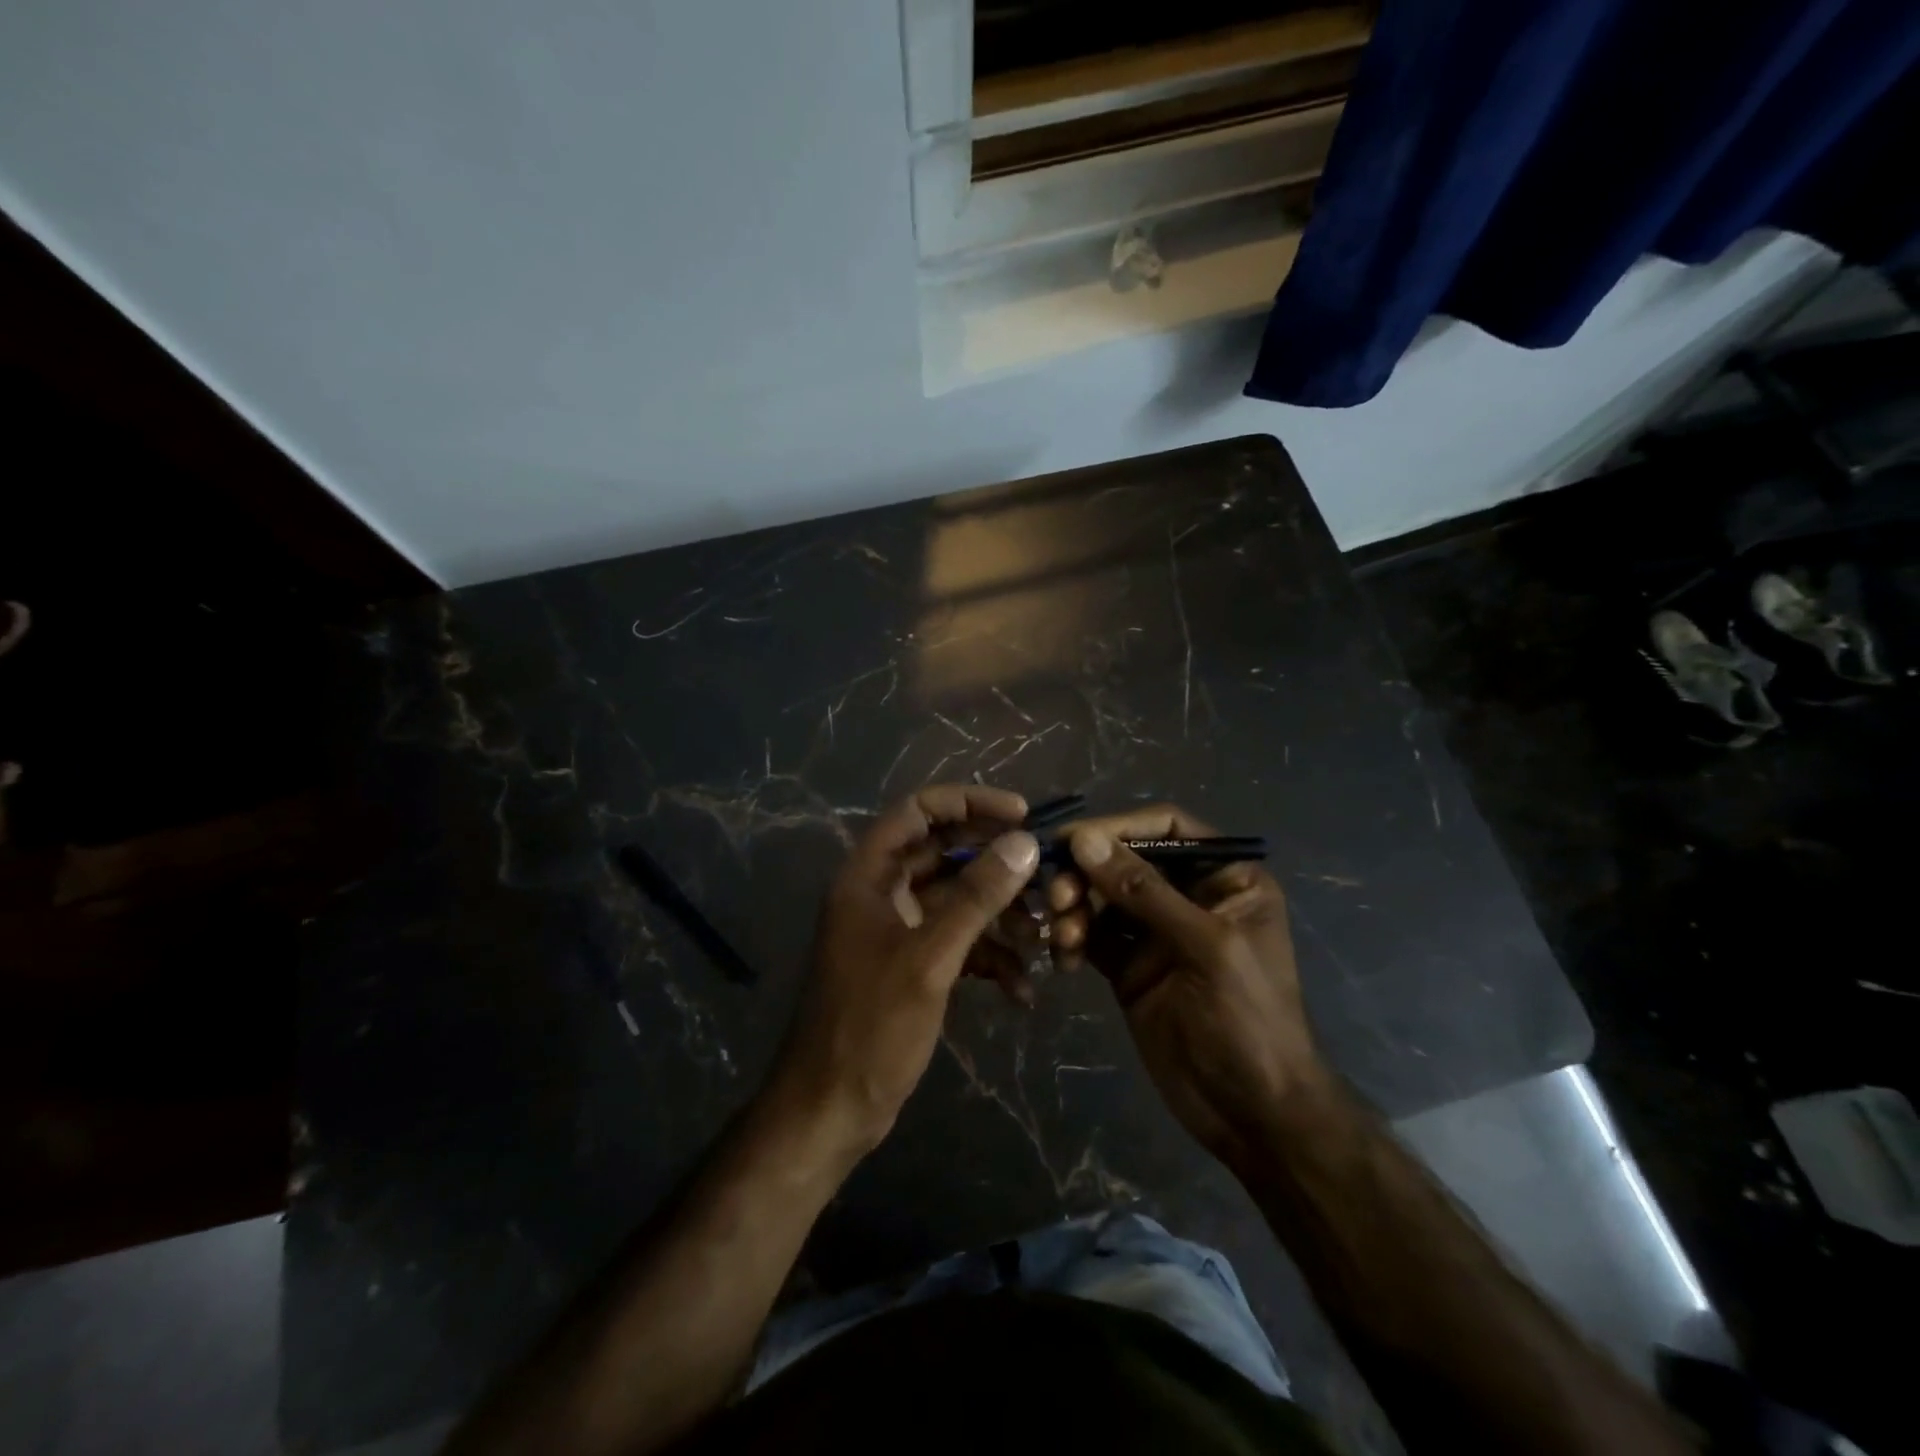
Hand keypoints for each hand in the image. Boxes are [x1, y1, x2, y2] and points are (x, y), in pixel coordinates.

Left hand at [773, 785, 1040, 1151]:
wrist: (831, 1110)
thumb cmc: (871, 1025)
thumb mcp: (930, 957)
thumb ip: (977, 896)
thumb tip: (1023, 842)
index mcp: (869, 875)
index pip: (919, 810)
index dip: (970, 802)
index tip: (1021, 814)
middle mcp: (882, 893)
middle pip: (945, 853)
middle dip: (996, 863)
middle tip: (1045, 871)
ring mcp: (898, 931)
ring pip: (958, 900)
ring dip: (1000, 915)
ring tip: (1041, 937)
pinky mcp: (914, 965)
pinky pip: (959, 942)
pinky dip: (990, 958)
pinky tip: (1021, 990)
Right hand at [1048, 805, 1330, 1166]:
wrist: (1253, 1115)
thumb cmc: (1249, 1020)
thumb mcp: (1205, 947)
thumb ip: (1145, 892)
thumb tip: (1085, 840)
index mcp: (1224, 878)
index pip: (1166, 827)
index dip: (1118, 826)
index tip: (1071, 840)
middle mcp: (1188, 895)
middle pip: (1124, 861)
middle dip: (1087, 873)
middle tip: (1056, 895)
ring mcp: (1156, 933)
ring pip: (1101, 898)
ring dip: (1074, 908)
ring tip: (1062, 934)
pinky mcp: (1129, 967)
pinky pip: (1091, 936)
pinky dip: (1072, 940)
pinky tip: (1063, 960)